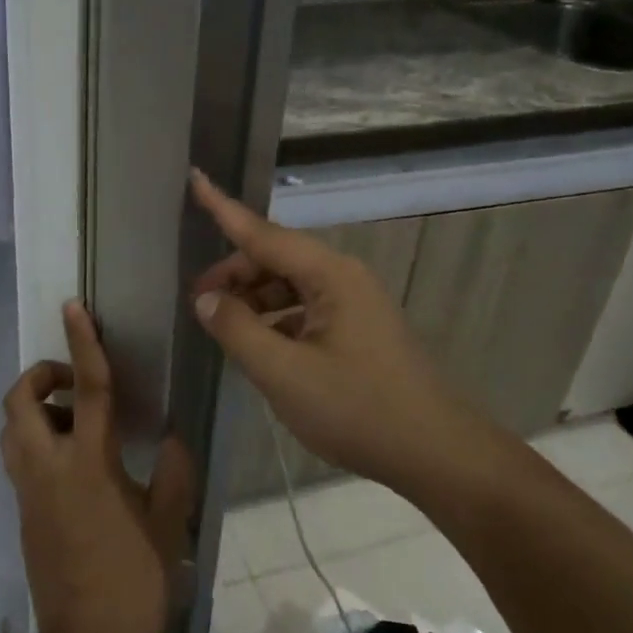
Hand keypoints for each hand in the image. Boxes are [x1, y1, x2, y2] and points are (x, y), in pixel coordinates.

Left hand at [1, 302, 195, 632]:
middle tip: (72, 384)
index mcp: (88, 463)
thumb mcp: (168, 524)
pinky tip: (73, 463)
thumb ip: (172, 473)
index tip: (74, 307)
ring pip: (11, 429)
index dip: (82, 343)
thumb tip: (171, 438)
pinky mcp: (22, 513)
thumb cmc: (134, 581)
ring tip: (74, 422)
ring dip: (33, 409)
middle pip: (20, 401)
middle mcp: (48, 468)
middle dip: (39, 376)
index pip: (85, 389)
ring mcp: (28, 491)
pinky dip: (36, 441)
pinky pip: (18, 458)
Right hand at [188, 170, 473, 488]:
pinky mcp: (359, 331)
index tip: (196, 177)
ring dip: (253, 300)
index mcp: (330, 275)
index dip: (223, 207)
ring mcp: (355, 305)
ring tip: (222, 327)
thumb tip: (206, 299)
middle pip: (276, 259)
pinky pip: (305, 310)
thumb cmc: (358, 410)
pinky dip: (275, 320)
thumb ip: (237, 331)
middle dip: (234, 274)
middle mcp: (343, 278)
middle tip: (197, 303)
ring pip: (290, 286)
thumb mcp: (284, 373)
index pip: (262, 232)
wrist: (437, 455)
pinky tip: (259, 347)